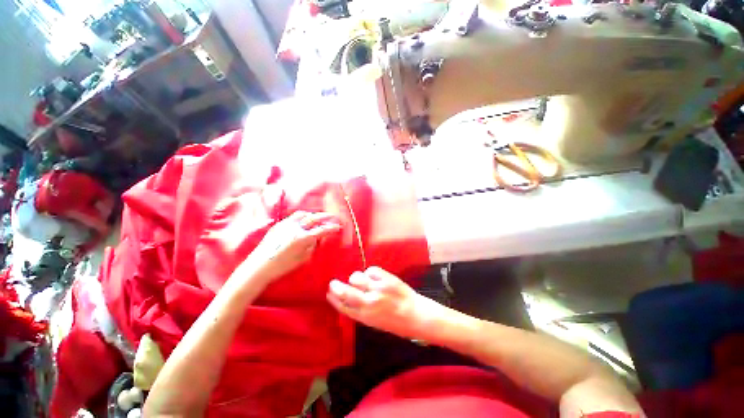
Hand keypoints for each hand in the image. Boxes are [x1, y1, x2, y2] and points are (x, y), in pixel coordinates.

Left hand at [245, 211, 340, 284]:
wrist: (258, 267)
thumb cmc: (282, 266)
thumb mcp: (302, 259)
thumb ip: (311, 247)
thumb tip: (316, 239)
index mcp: (302, 238)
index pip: (321, 230)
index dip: (332, 228)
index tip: (339, 227)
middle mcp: (295, 228)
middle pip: (314, 218)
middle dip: (325, 217)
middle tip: (333, 217)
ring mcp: (285, 224)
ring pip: (303, 214)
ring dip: (313, 215)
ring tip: (317, 218)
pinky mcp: (278, 225)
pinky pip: (293, 217)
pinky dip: (302, 217)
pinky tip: (303, 221)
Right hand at [327, 267, 440, 339]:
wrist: (417, 316)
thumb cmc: (396, 323)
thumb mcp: (375, 323)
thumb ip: (361, 311)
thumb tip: (349, 299)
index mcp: (365, 317)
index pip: (343, 307)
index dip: (334, 299)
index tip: (329, 293)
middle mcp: (369, 303)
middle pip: (345, 291)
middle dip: (336, 287)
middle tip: (333, 283)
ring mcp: (378, 289)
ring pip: (356, 277)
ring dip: (357, 278)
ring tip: (363, 281)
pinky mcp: (387, 279)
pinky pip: (371, 270)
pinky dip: (370, 273)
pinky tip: (375, 277)